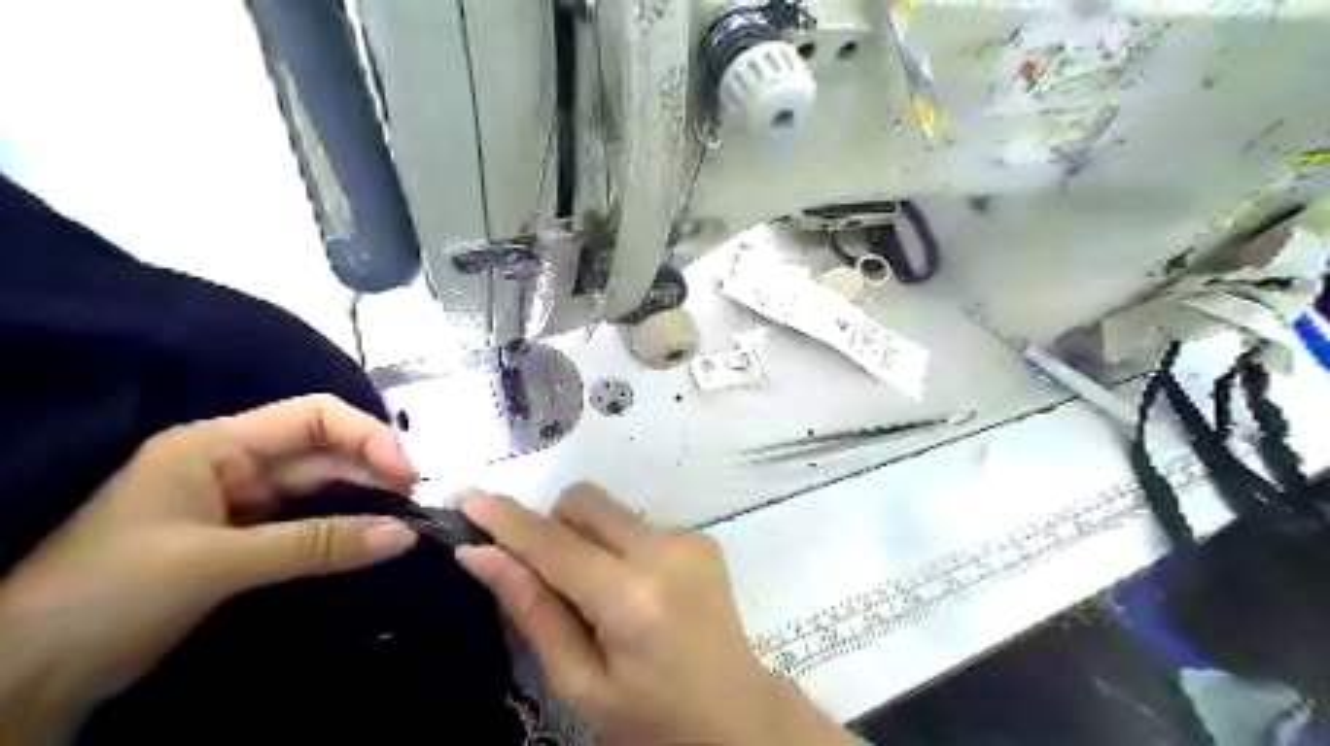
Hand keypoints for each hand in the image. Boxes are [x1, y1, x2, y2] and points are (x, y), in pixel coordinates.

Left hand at [0, 395, 418, 715]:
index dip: (368, 436)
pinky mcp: (244, 538)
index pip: (314, 417)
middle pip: (325, 450)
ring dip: (365, 499)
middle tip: (419, 503)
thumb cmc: (107, 596)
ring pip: (321, 487)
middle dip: (374, 470)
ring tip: (408, 520)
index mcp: (215, 445)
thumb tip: (406, 534)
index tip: (407, 474)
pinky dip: (343, 528)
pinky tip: (373, 537)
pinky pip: (309, 521)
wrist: (24, 677)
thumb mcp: (216, 564)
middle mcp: (233, 463)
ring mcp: (239, 501)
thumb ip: (318, 544)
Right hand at [455, 484, 850, 745]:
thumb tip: (480, 554)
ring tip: (596, 594)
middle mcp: (665, 551)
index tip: (467, 497)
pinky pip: (636, 523)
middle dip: (551, 526)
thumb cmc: (651, 718)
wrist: (738, 715)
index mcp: (632, 598)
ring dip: (585, 537)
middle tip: (545, 576)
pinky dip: (616, 545)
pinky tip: (631, 591)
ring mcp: (689, 538)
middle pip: (584, 502)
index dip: (506, 519)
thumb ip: (532, 610)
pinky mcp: (701, 538)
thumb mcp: (581, 683)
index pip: (553, 542)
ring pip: (609, 509)